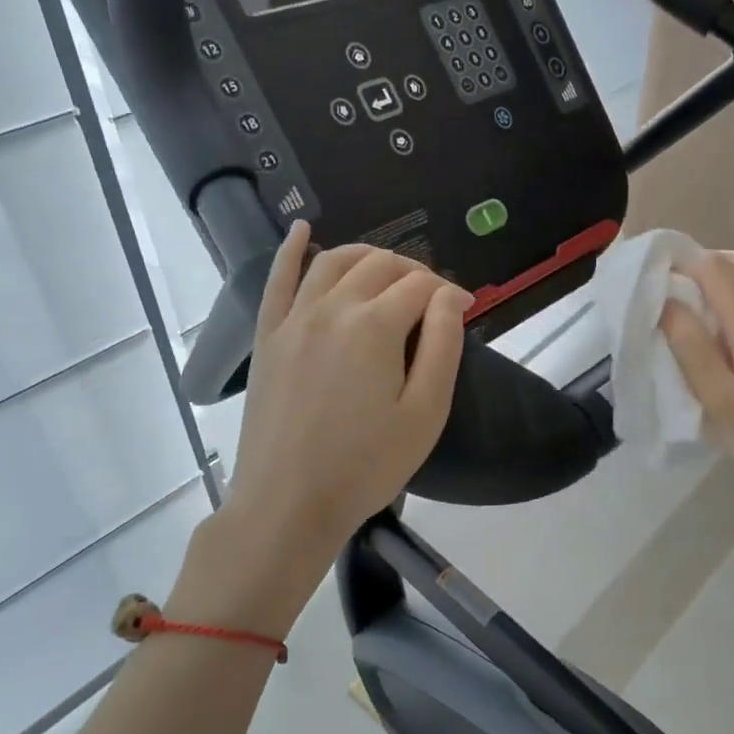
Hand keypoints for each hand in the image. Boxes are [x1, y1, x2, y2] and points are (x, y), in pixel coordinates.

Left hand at [223, 220, 470, 564]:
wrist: (288, 503)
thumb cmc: (366, 466)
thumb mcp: (425, 413)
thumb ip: (442, 346)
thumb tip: (450, 297)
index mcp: (375, 326)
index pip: (421, 287)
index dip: (449, 292)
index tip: (465, 310)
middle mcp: (332, 308)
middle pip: (380, 266)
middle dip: (414, 272)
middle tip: (432, 299)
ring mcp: (293, 319)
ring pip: (333, 262)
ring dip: (367, 255)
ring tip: (388, 268)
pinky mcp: (268, 337)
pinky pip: (277, 280)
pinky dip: (290, 250)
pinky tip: (301, 230)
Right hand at [660, 251, 733, 545]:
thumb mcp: (720, 401)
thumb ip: (691, 347)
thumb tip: (666, 301)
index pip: (716, 271)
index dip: (681, 263)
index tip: (650, 275)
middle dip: (699, 264)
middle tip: (663, 284)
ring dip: (721, 274)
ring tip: (688, 293)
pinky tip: (727, 310)